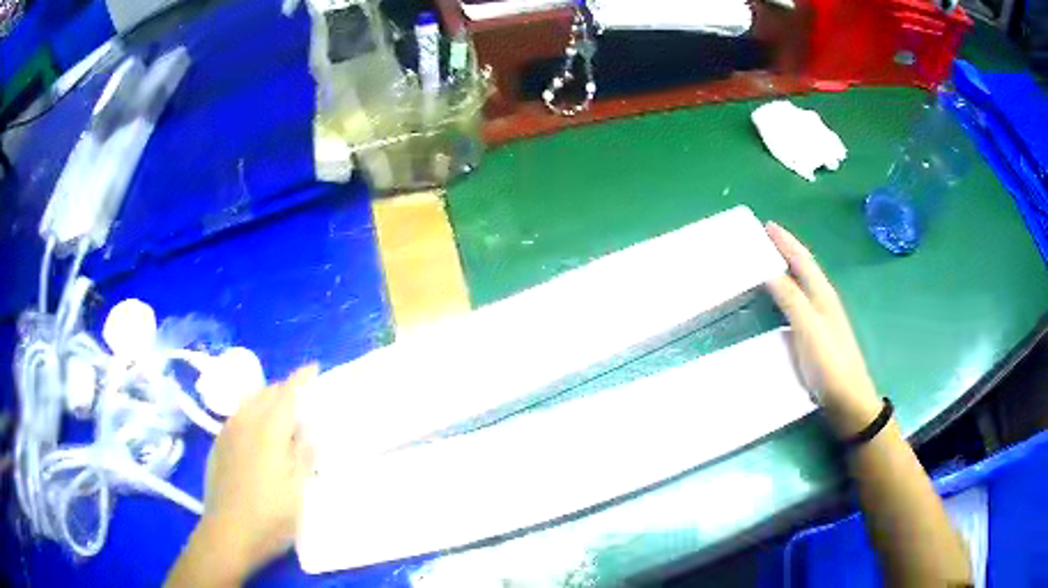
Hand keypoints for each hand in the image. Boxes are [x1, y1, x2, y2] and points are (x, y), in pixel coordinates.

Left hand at [172, 365, 317, 585]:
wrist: (228, 534)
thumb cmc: (270, 516)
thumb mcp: (298, 491)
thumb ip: (305, 456)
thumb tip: (312, 431)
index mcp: (269, 430)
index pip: (287, 393)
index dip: (302, 379)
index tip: (314, 368)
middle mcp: (245, 422)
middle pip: (266, 392)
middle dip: (286, 389)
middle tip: (304, 400)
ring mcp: (228, 432)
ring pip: (249, 401)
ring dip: (267, 399)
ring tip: (281, 413)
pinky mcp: (218, 445)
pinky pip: (237, 416)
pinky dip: (251, 412)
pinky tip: (256, 432)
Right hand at [764, 222, 882, 437]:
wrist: (848, 401)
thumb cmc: (830, 364)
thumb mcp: (809, 328)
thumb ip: (791, 298)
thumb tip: (769, 271)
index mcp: (823, 295)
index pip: (803, 260)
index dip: (786, 242)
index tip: (766, 225)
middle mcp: (824, 302)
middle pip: (804, 269)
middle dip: (785, 251)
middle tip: (762, 241)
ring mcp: (822, 320)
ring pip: (802, 285)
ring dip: (786, 271)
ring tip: (765, 264)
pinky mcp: (817, 337)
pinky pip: (798, 304)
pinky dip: (786, 294)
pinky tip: (778, 302)